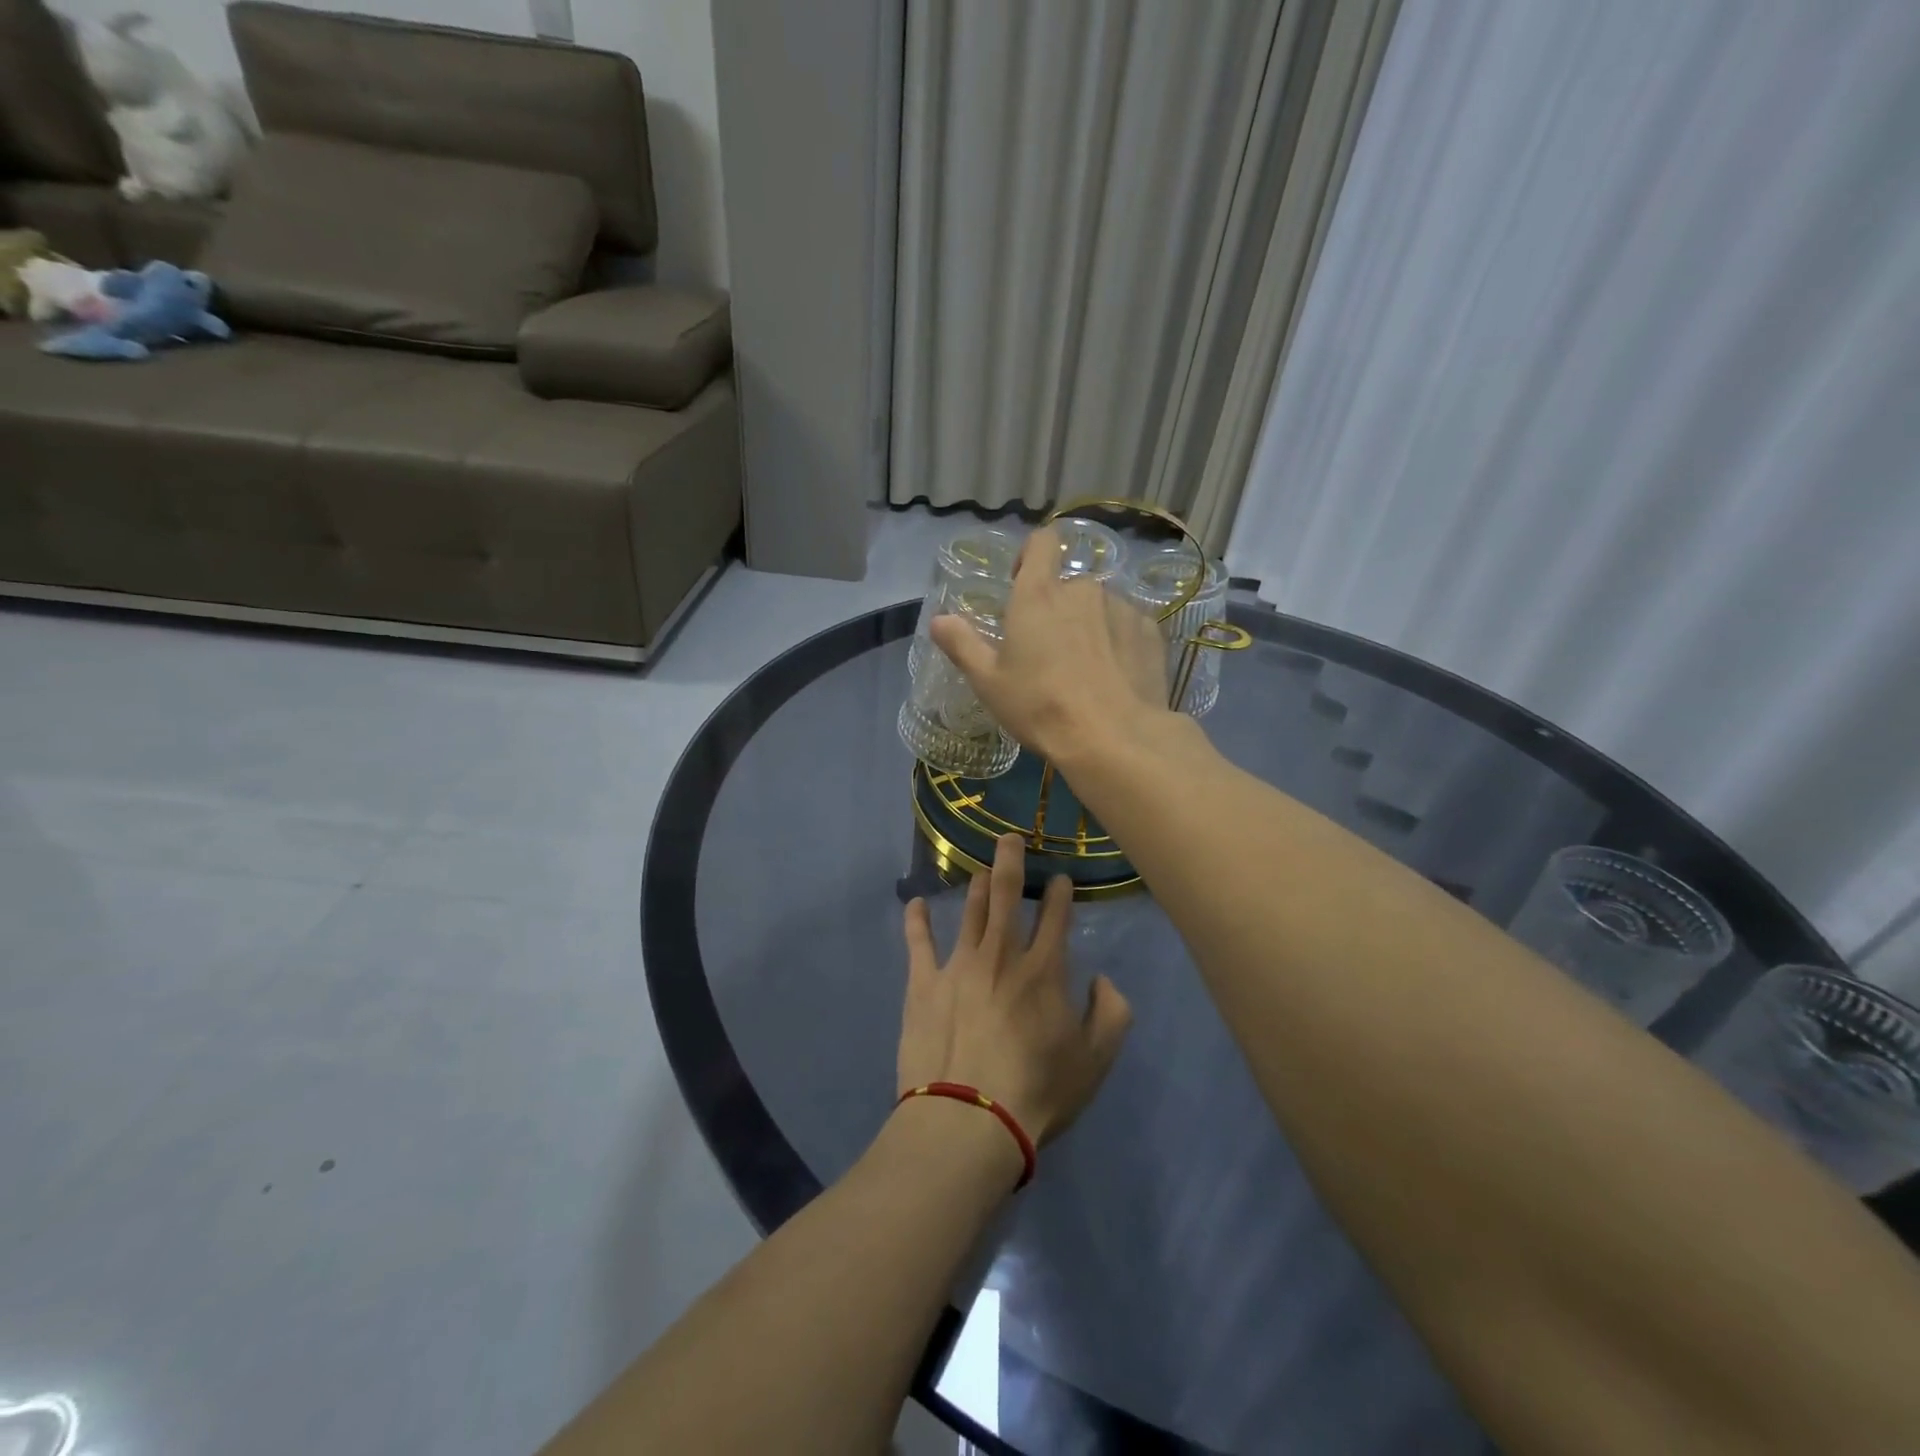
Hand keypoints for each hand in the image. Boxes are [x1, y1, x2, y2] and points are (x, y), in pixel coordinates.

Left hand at [898, 834, 1131, 1147]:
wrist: (969, 1120)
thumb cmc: (1038, 1091)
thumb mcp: (1096, 1060)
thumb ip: (1112, 1013)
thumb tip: (1102, 980)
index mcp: (1044, 969)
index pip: (1055, 916)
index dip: (1059, 892)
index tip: (1060, 878)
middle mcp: (1001, 954)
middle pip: (1005, 895)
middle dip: (1010, 861)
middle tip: (1010, 838)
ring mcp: (958, 964)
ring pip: (969, 911)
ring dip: (975, 886)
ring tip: (979, 870)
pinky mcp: (923, 983)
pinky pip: (918, 942)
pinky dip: (917, 920)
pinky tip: (916, 903)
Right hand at [930, 527, 1176, 765]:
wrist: (1113, 737)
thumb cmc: (1041, 707)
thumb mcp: (989, 682)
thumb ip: (962, 645)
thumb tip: (939, 620)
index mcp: (1039, 594)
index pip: (1042, 541)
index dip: (1031, 554)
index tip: (1021, 582)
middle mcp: (1083, 589)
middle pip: (1068, 585)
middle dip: (1058, 609)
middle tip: (1049, 652)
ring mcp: (1121, 608)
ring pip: (1099, 608)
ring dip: (1089, 627)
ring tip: (1084, 670)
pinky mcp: (1150, 631)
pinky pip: (1127, 627)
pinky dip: (1118, 643)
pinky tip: (1114, 677)